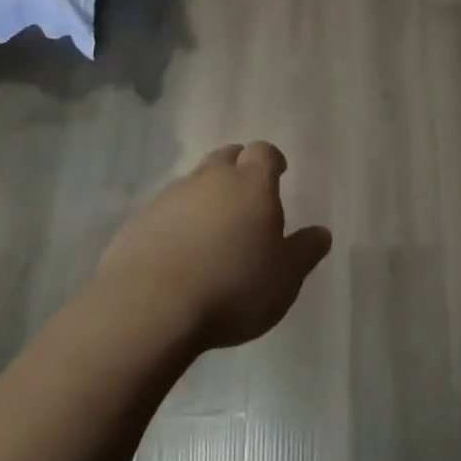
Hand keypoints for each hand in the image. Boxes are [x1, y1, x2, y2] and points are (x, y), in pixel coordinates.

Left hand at [95, 142, 332, 352]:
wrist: (149, 309)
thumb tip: (322, 233)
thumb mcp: (285, 278)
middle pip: (225, 156)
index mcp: (251, 185)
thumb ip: (305, 251)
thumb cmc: (232, 288)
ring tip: (212, 228)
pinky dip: (176, 221)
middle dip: (238, 168)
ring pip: (192, 182)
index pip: (263, 152)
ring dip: (205, 195)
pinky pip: (164, 211)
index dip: (272, 160)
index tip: (279, 172)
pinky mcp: (137, 222)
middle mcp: (208, 179)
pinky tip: (178, 251)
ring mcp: (168, 198)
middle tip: (246, 195)